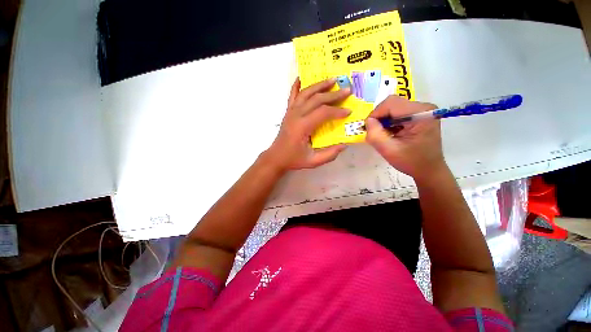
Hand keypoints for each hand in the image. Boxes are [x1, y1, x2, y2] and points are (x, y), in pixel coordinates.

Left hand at [265, 78, 351, 171]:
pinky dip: (297, 85)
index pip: (323, 113)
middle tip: (347, 90)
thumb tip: (344, 145)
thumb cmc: (294, 159)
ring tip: (332, 79)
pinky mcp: (288, 112)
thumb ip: (329, 154)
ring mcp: (291, 112)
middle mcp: (296, 115)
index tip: (348, 111)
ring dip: (319, 85)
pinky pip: (292, 95)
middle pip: (316, 99)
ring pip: (306, 93)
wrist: (276, 157)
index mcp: (302, 126)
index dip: (337, 111)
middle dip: (333, 94)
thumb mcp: (313, 161)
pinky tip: (301, 77)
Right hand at [365, 95, 445, 180]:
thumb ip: (375, 135)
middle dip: (379, 118)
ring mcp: (423, 110)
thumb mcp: (389, 150)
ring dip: (384, 121)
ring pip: (393, 107)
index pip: (390, 103)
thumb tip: (368, 121)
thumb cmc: (411, 162)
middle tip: (375, 133)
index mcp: (420, 113)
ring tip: (384, 135)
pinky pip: (398, 112)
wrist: (429, 169)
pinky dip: (390, 122)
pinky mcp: (420, 114)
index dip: (375, 114)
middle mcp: (424, 107)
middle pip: (392, 104)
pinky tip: (391, 133)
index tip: (368, 129)